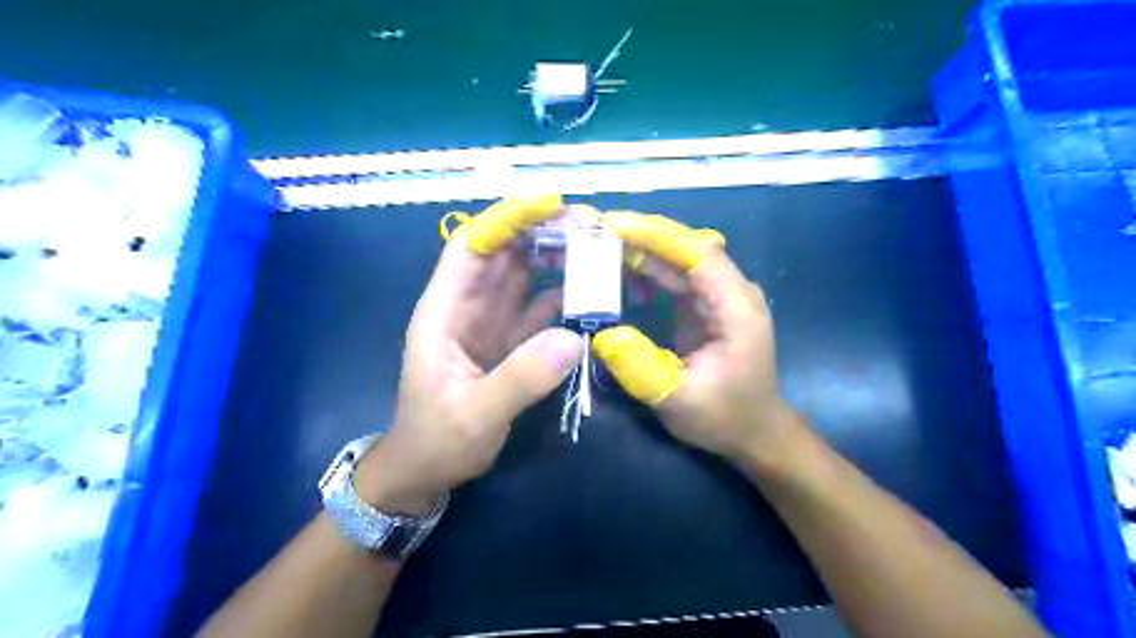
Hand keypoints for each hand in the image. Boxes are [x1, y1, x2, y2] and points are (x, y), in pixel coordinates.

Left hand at [357, 197, 585, 515]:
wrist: (426, 471)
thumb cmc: (436, 442)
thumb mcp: (474, 415)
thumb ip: (520, 380)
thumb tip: (573, 339)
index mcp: (443, 312)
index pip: (471, 248)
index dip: (507, 220)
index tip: (551, 206)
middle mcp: (466, 309)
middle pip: (502, 255)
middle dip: (540, 232)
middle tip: (589, 225)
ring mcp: (489, 325)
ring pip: (522, 278)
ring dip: (554, 260)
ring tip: (595, 250)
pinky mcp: (507, 343)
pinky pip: (535, 309)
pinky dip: (560, 297)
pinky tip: (587, 294)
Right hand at [590, 215, 802, 468]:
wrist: (754, 432)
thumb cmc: (724, 417)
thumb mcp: (679, 400)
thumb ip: (641, 367)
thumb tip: (602, 333)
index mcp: (737, 309)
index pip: (699, 254)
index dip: (657, 235)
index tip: (613, 225)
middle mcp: (733, 292)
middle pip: (688, 248)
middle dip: (643, 236)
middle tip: (595, 230)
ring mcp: (720, 296)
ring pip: (680, 259)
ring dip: (642, 250)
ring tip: (599, 245)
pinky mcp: (707, 305)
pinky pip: (676, 277)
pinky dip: (647, 270)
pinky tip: (619, 271)